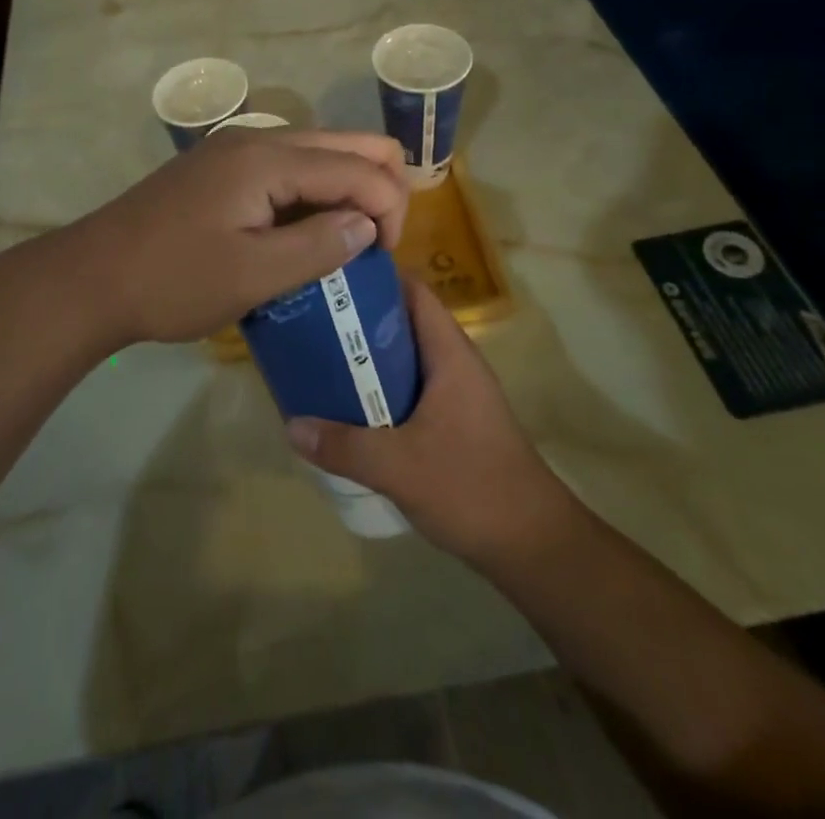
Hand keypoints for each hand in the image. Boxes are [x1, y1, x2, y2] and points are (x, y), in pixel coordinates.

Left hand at [65, 129, 409, 350]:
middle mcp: (257, 139)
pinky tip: (304, 231)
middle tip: (375, 245)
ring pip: (317, 151)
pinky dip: (312, 191)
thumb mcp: (252, 276)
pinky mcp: (220, 166)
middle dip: (377, 187)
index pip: (359, 165)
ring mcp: (234, 148)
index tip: (384, 260)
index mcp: (268, 159)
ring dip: (344, 188)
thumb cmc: (172, 281)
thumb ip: (318, 246)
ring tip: (343, 242)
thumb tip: (367, 225)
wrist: (91, 277)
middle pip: (345, 142)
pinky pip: (287, 166)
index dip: (389, 208)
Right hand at [286, 278, 579, 567]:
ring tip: (321, 358)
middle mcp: (455, 364)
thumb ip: (344, 446)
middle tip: (313, 320)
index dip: (376, 279)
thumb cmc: (472, 487)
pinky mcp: (454, 423)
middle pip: (404, 322)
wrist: (533, 546)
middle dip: (360, 319)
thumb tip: (291, 426)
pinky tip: (350, 407)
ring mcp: (457, 394)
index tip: (333, 278)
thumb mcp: (399, 466)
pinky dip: (381, 389)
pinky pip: (410, 389)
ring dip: (369, 358)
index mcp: (450, 354)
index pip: (414, 292)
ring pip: (406, 359)